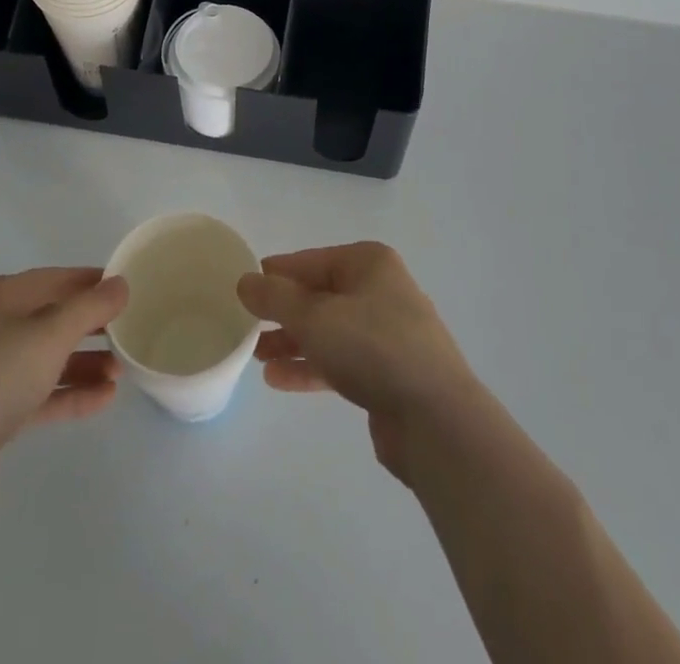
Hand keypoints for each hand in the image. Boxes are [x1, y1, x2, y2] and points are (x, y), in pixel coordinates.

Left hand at [0, 268, 127, 534]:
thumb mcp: (49, 334)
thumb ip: (90, 307)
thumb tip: (121, 284)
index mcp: (3, 297)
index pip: (58, 279)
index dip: (94, 282)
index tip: (130, 290)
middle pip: (55, 318)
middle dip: (93, 326)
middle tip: (131, 333)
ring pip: (50, 359)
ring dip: (86, 364)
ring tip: (122, 372)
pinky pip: (42, 394)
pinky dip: (71, 394)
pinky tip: (104, 399)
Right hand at [237, 242, 478, 484]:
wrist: (436, 419)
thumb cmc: (373, 348)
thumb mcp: (314, 316)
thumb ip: (275, 298)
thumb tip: (245, 280)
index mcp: (368, 263)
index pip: (310, 260)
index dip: (276, 274)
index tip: (243, 288)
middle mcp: (380, 290)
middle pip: (320, 295)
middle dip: (283, 311)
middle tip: (246, 326)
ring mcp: (387, 333)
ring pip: (329, 330)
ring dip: (293, 341)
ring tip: (256, 356)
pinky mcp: (388, 373)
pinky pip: (340, 360)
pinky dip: (311, 366)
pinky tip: (278, 379)